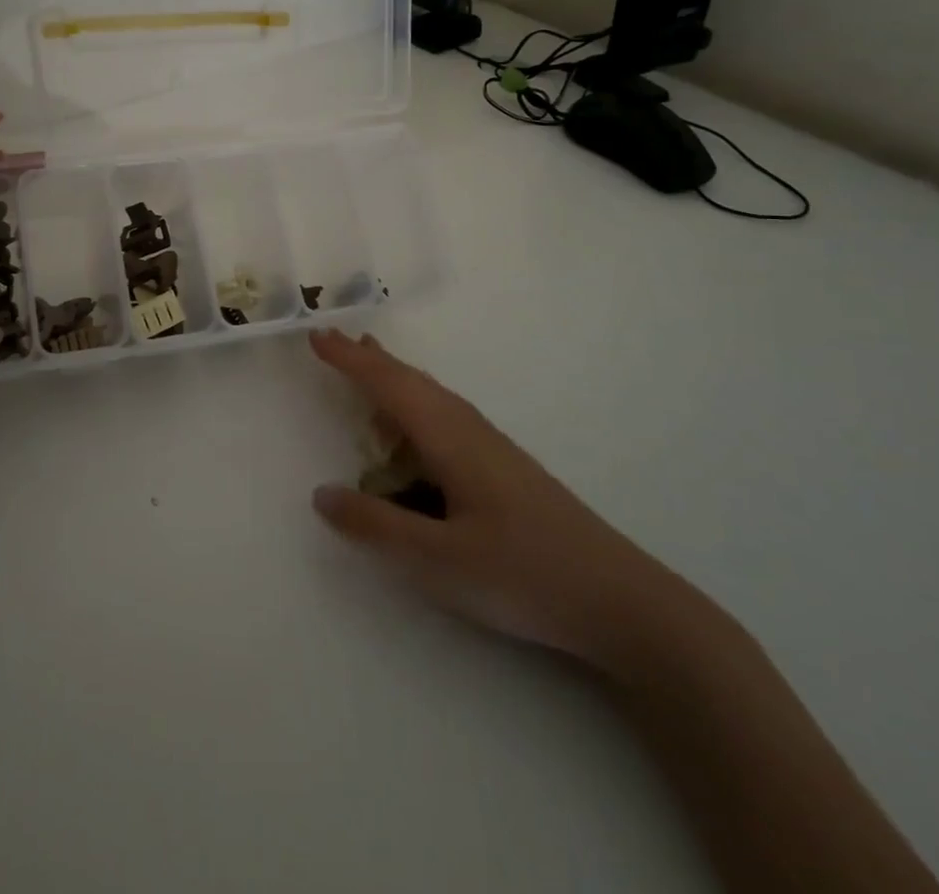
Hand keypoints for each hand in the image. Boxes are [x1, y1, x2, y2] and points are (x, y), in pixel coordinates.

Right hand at [309, 328, 701, 670]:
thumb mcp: (438, 560)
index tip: (317, 336)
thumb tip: (322, 494)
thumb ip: (376, 526)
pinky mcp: (505, 469)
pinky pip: (446, 419)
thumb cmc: (523, 574)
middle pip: (412, 381)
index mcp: (450, 438)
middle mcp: (470, 430)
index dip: (350, 360)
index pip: (389, 385)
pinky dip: (416, 407)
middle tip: (337, 342)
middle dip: (371, 360)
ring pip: (432, 398)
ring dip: (396, 380)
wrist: (621, 600)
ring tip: (370, 370)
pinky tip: (417, 434)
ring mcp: (492, 447)